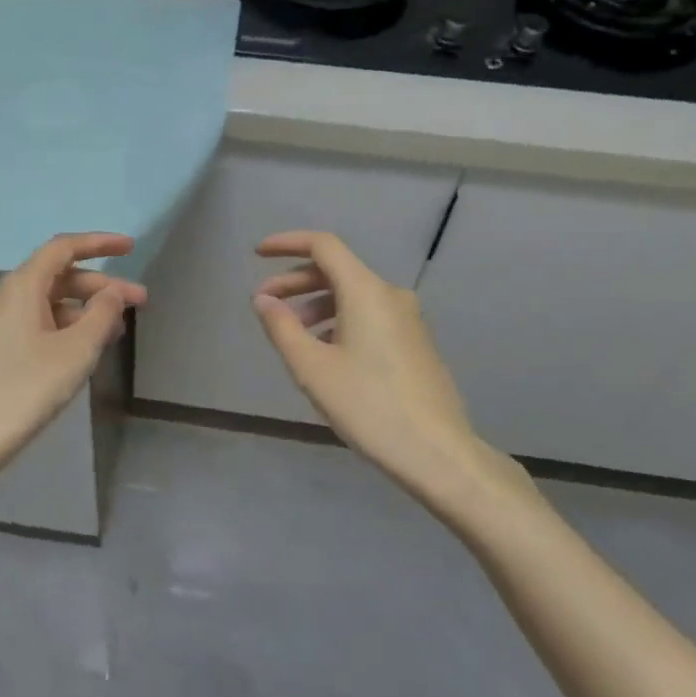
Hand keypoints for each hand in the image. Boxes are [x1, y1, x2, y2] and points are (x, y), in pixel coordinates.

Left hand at [0, 233, 145, 485]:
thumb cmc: (27, 387)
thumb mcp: (76, 350)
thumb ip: (101, 314)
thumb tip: (113, 292)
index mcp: (24, 285)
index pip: (64, 248)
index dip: (99, 243)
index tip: (131, 248)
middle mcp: (11, 295)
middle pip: (62, 275)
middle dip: (102, 285)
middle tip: (140, 302)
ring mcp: (4, 322)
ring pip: (54, 301)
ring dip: (88, 308)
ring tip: (120, 329)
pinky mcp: (3, 346)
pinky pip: (43, 321)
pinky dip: (71, 326)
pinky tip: (90, 347)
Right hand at [253, 230, 534, 514]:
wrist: (438, 453)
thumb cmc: (368, 406)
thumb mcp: (312, 368)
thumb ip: (282, 327)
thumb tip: (263, 299)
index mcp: (366, 291)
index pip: (323, 245)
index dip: (287, 243)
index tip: (258, 254)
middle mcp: (390, 295)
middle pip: (336, 270)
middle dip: (296, 281)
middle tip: (265, 304)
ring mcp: (408, 319)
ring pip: (353, 295)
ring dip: (316, 304)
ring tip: (292, 334)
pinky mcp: (415, 342)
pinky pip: (369, 315)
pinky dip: (339, 320)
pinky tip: (325, 352)